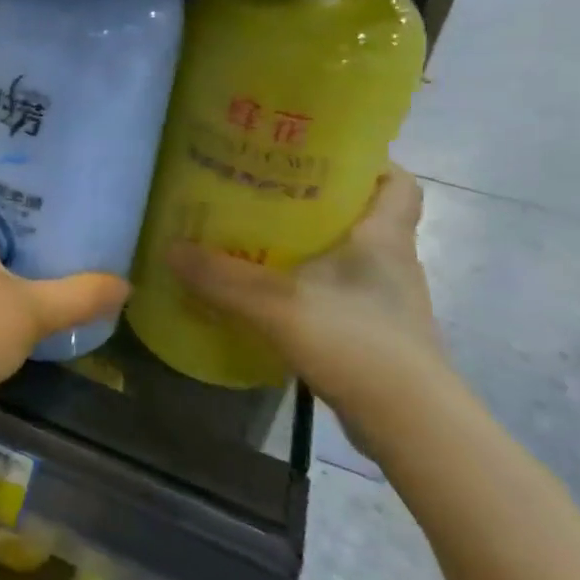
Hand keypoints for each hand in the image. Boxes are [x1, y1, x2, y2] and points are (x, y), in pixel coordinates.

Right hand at [165, 164, 449, 427]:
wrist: (410, 424)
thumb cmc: (356, 342)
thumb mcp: (276, 304)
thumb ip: (220, 277)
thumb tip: (170, 249)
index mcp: (384, 237)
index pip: (397, 182)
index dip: (368, 163)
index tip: (321, 155)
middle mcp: (392, 262)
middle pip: (363, 215)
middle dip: (319, 201)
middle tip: (266, 192)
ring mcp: (385, 301)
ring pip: (348, 256)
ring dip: (311, 246)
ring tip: (257, 238)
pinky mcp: (374, 334)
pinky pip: (338, 292)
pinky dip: (308, 286)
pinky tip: (270, 294)